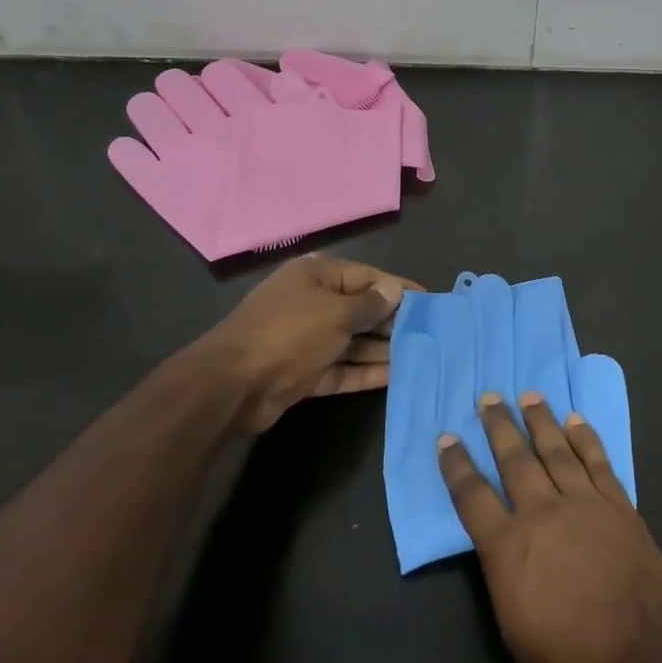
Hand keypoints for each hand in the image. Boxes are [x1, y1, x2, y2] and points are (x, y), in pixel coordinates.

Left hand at [174, 256, 416, 432]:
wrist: (232, 385)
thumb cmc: (290, 333)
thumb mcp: (337, 313)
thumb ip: (370, 304)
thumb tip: (394, 291)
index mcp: (316, 276)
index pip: (367, 277)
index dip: (398, 288)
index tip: (429, 301)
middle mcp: (311, 302)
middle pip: (360, 309)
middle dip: (392, 321)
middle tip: (429, 334)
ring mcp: (305, 339)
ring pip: (352, 340)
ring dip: (381, 349)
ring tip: (420, 356)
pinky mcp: (302, 371)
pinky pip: (340, 367)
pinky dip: (363, 371)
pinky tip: (394, 376)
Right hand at [440, 392, 661, 662]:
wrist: (646, 652)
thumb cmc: (573, 658)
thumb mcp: (516, 629)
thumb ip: (503, 576)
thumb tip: (498, 545)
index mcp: (509, 547)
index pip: (473, 497)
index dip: (457, 466)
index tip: (446, 437)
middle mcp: (542, 512)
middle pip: (514, 460)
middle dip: (499, 426)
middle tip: (489, 397)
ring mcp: (583, 502)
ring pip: (555, 450)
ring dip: (540, 420)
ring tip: (528, 395)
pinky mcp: (616, 503)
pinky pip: (596, 461)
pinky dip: (585, 437)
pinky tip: (575, 419)